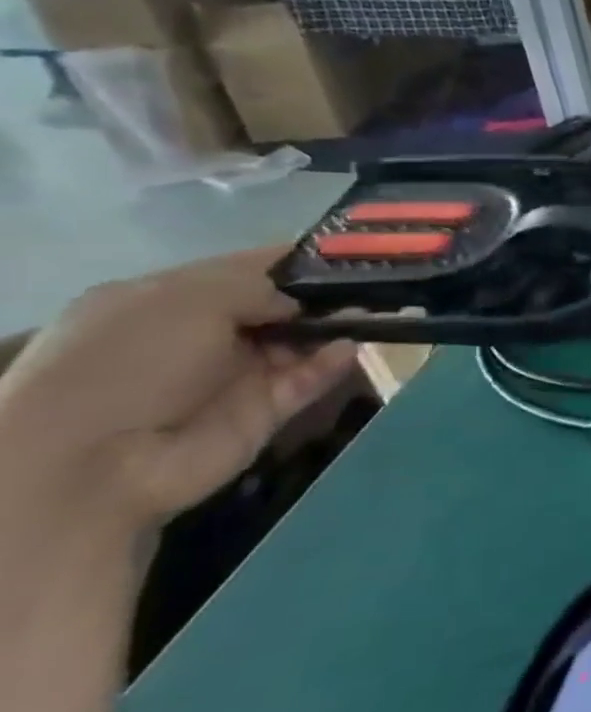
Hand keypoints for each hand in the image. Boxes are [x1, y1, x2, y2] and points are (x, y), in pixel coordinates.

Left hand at [0, 250, 357, 531]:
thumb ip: (256, 286)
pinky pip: (306, 382)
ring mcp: (234, 377)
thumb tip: (298, 301)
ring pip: (300, 343)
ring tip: (375, 313)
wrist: (93, 461)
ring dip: (335, 327)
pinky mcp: (262, 412)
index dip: (294, 259)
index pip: (244, 270)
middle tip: (375, 284)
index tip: (347, 250)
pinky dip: (330, 365)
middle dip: (325, 295)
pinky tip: (349, 349)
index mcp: (169, 301)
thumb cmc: (127, 361)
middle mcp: (203, 336)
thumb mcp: (186, 299)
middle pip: (281, 308)